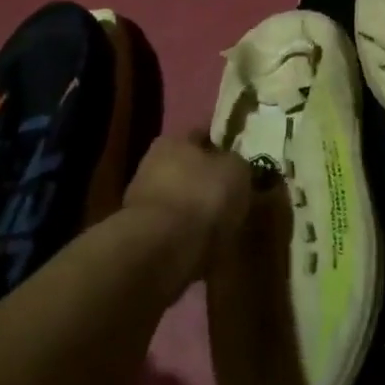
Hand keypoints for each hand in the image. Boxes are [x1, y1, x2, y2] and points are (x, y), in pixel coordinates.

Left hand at [124, 131, 252, 284]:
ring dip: (198, 208)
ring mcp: (143, 202)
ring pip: (181, 198)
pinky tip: (209, 242)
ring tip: (225, 222)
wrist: (163, 248)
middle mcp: (152, 165)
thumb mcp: (236, 170)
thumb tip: (234, 164)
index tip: (241, 157)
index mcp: (172, 141)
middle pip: (188, 167)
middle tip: (235, 192)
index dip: (222, 144)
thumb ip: (237, 162)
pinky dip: (190, 233)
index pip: (202, 135)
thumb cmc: (202, 195)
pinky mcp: (143, 235)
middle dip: (208, 179)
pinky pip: (175, 228)